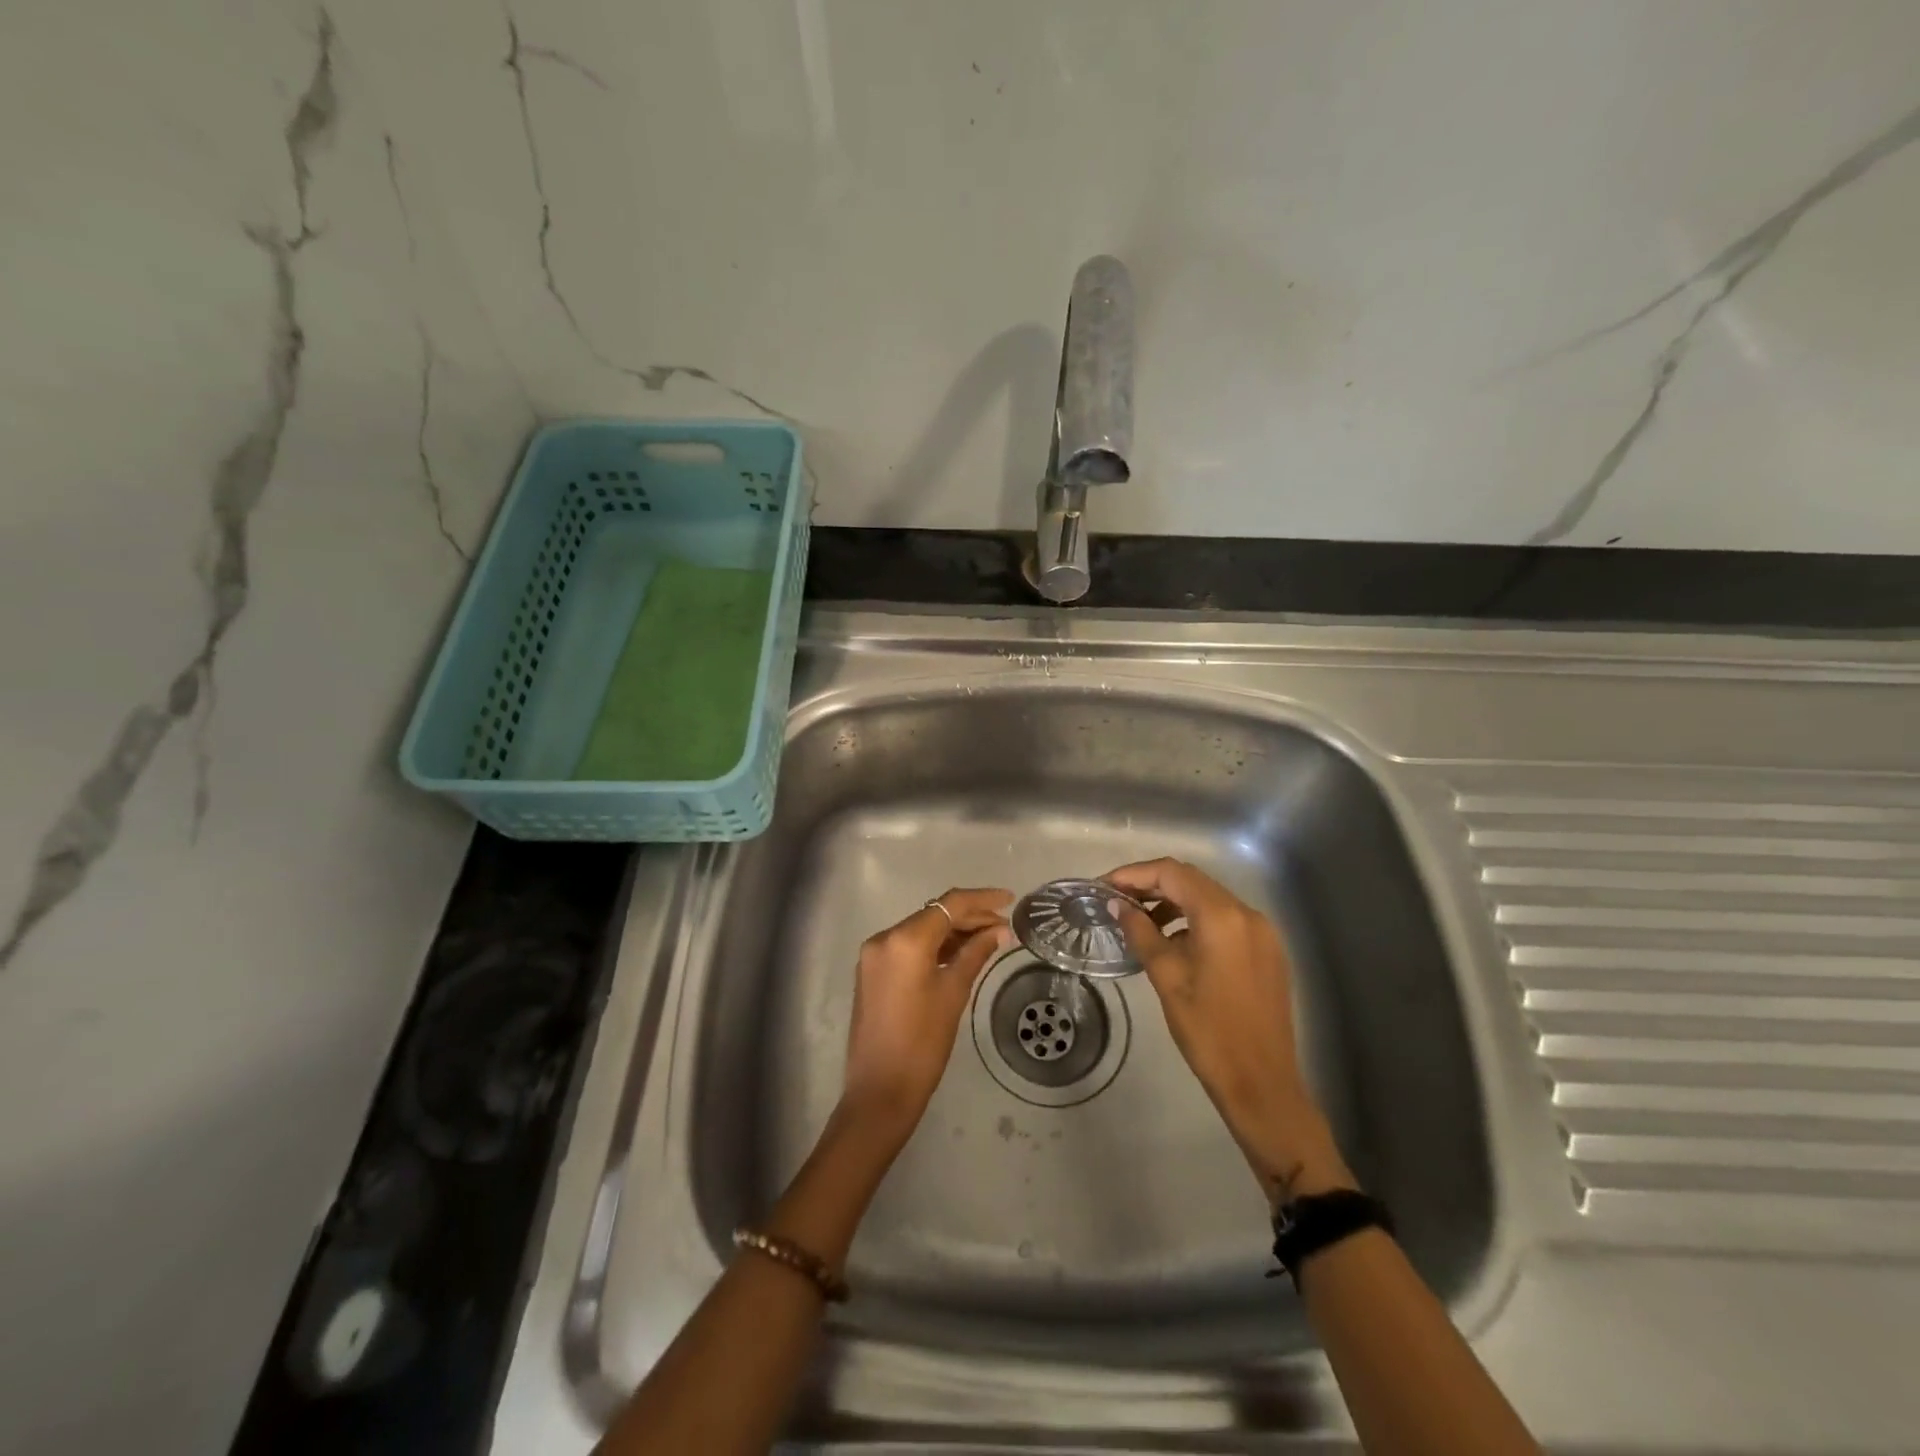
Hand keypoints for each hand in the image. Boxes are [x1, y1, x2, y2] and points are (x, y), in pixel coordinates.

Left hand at [841, 887, 1013, 1142]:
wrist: (880, 1091)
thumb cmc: (922, 1043)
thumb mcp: (954, 993)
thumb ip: (976, 954)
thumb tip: (1000, 931)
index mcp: (904, 939)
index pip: (950, 905)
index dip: (982, 900)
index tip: (1010, 899)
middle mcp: (884, 938)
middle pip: (934, 915)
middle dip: (970, 917)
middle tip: (1004, 927)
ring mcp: (874, 954)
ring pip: (921, 930)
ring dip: (953, 932)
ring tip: (989, 939)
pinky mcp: (872, 971)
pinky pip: (908, 947)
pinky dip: (934, 947)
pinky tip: (960, 954)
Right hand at [1104, 858, 1352, 1204]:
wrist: (1262, 1084)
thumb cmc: (1208, 1031)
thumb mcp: (1167, 978)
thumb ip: (1141, 933)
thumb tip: (1117, 905)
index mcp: (1222, 917)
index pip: (1172, 873)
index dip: (1134, 874)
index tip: (1104, 887)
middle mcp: (1247, 913)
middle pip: (1192, 881)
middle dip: (1151, 884)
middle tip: (1116, 900)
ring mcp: (1262, 931)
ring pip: (1209, 899)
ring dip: (1173, 901)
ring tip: (1139, 920)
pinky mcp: (1267, 951)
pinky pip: (1225, 920)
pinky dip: (1195, 919)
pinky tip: (1173, 940)